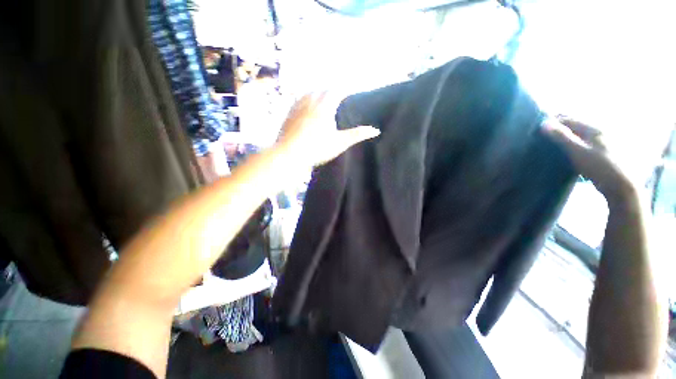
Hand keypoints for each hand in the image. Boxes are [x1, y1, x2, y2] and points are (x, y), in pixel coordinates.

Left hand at [277, 92, 379, 166]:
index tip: (349, 92)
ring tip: (322, 97)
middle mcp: (310, 101)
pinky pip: (298, 100)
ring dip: (317, 93)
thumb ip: (357, 134)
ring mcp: (297, 106)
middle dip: (331, 91)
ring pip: (308, 93)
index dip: (344, 91)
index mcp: (325, 106)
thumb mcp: (340, 142)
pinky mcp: (289, 113)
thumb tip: (375, 130)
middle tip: (337, 95)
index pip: (336, 92)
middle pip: (322, 90)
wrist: (290, 154)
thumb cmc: (318, 148)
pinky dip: (304, 99)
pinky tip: (305, 105)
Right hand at [543, 116, 635, 204]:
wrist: (621, 185)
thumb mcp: (578, 151)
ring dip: (564, 137)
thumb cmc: (600, 166)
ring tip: (551, 144)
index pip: (568, 119)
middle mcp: (597, 131)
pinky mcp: (600, 152)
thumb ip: (561, 136)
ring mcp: (600, 141)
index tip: (537, 129)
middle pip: (573, 125)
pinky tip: (565, 152)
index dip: (552, 122)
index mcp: (593, 127)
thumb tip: (544, 123)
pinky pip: (581, 143)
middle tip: (542, 136)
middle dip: (558, 128)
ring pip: (577, 134)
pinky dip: (571, 145)